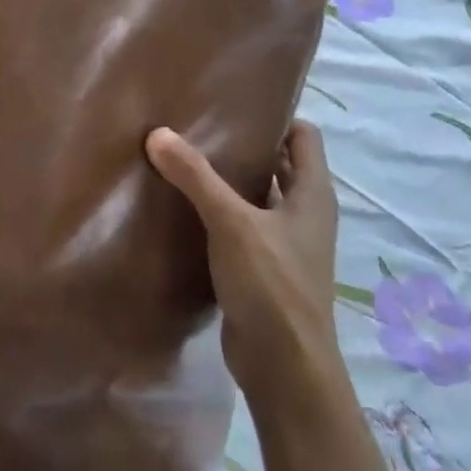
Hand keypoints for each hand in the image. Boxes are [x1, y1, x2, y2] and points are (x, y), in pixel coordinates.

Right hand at [145, 121, 340, 377]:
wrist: (284, 368)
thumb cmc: (272, 285)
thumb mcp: (232, 223)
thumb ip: (196, 177)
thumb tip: (158, 133)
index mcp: (312, 195)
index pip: (303, 137)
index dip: (276, 115)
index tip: (234, 101)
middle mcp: (303, 214)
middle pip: (278, 165)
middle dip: (243, 144)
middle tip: (197, 123)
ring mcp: (283, 244)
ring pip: (256, 197)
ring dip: (227, 180)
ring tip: (181, 156)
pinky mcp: (262, 269)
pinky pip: (239, 227)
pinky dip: (217, 213)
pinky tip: (182, 205)